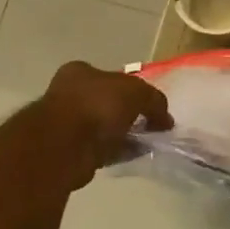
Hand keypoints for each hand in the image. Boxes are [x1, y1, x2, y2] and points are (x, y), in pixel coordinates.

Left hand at [39, 61, 172, 186]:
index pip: (111, 77)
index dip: (132, 90)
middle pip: (107, 103)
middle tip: (150, 125)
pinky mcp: (69, 152)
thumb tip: (165, 119)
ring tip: (147, 144)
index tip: (148, 105)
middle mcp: (69, 94)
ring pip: (104, 128)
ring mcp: (66, 125)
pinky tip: (134, 156)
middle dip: (128, 115)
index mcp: (79, 72)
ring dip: (124, 135)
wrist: (64, 146)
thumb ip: (154, 101)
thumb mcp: (137, 92)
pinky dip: (117, 152)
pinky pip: (101, 149)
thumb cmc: (97, 106)